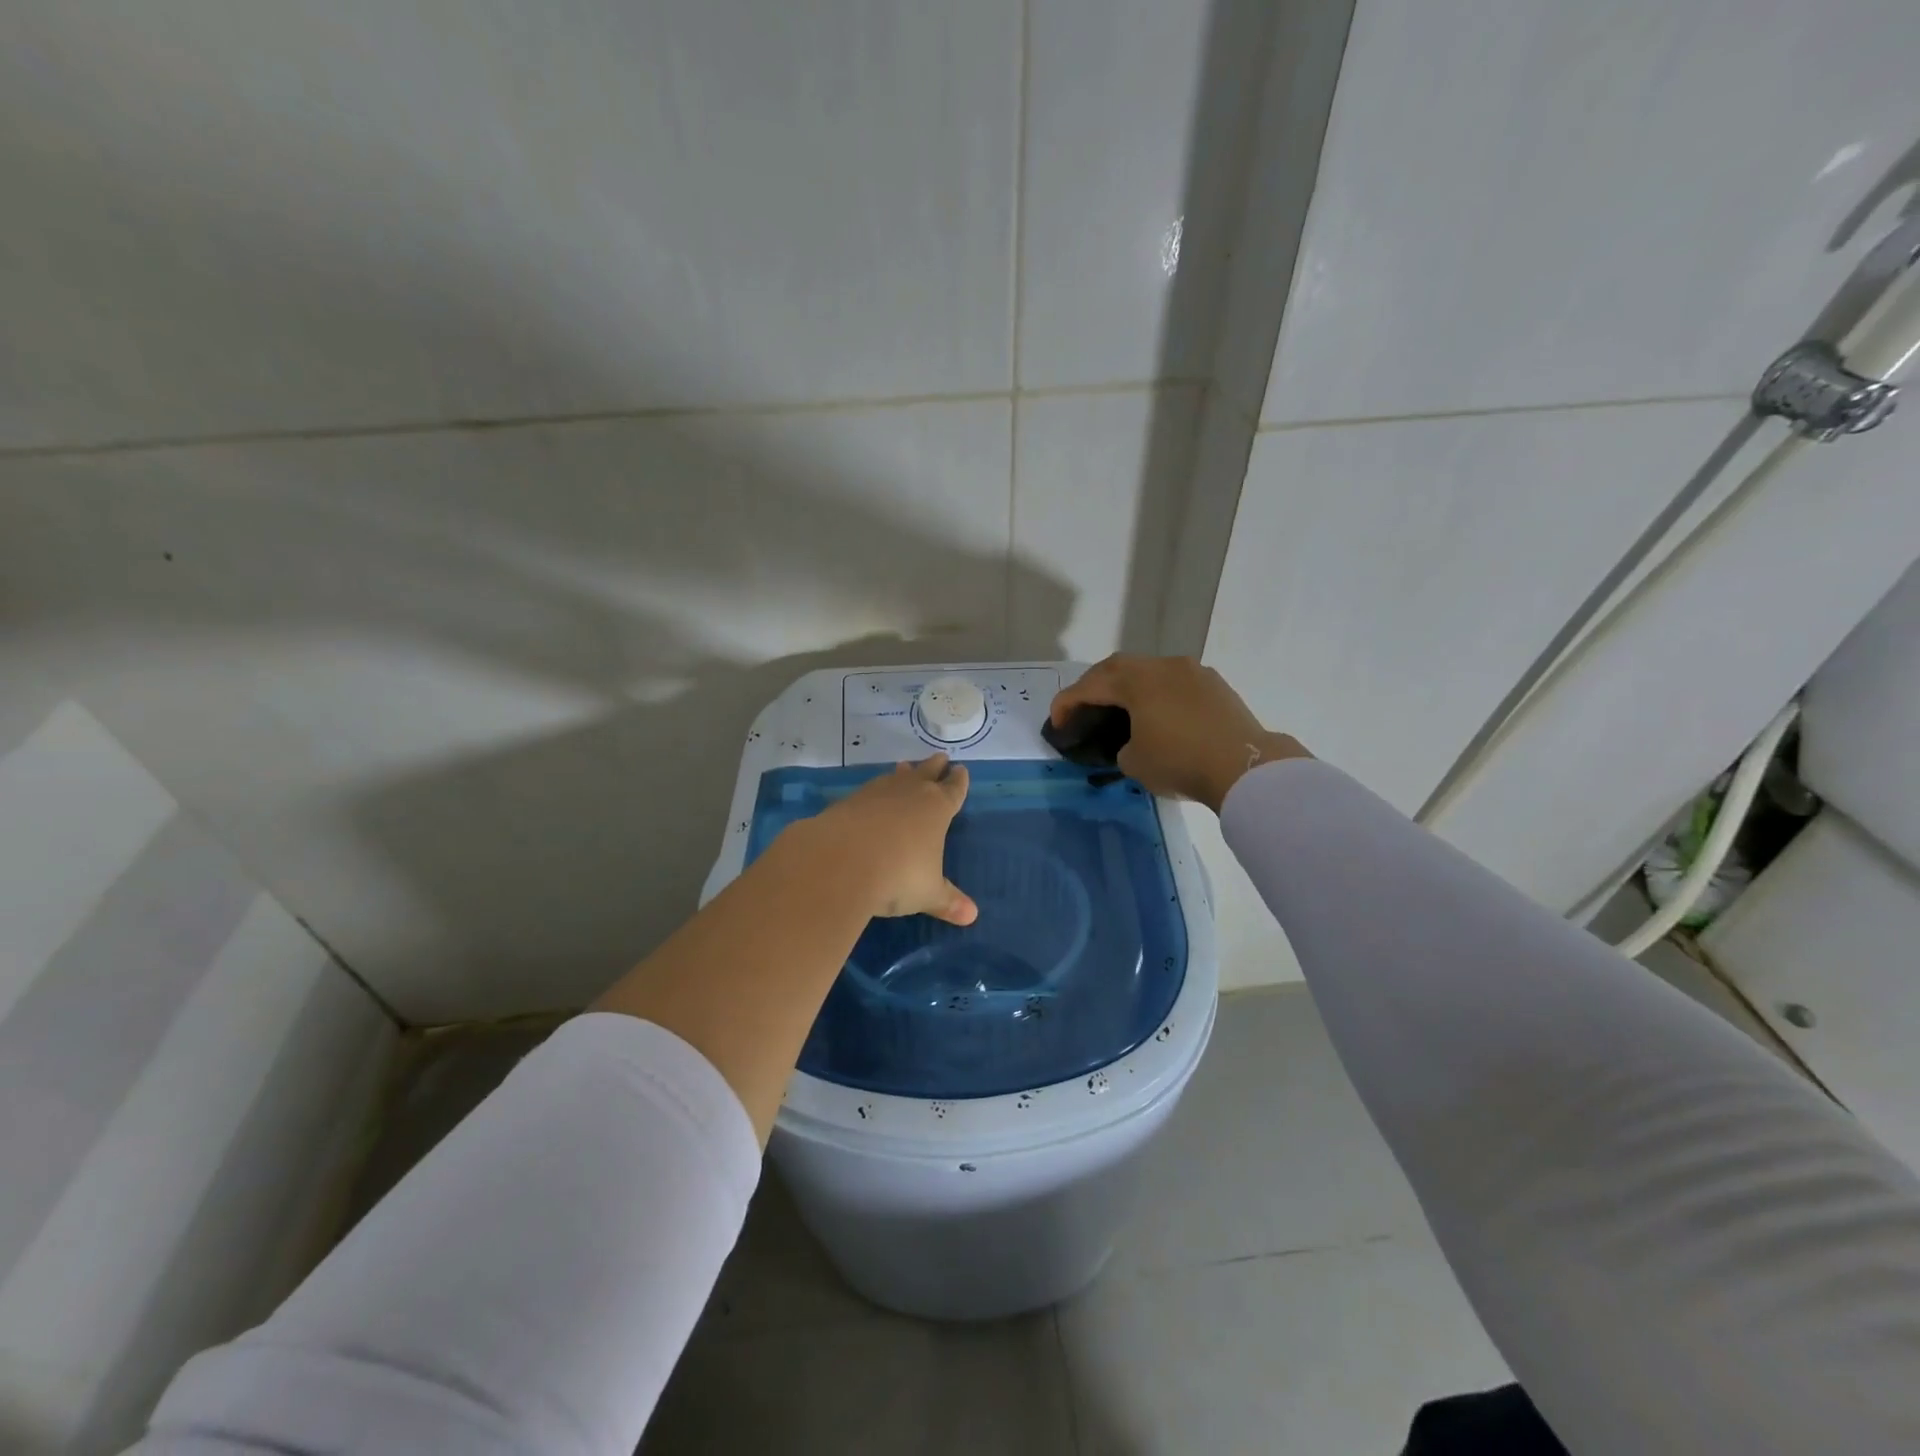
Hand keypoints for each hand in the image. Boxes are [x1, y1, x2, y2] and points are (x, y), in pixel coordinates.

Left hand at [802, 755, 977, 923]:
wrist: (840, 861)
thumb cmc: (898, 875)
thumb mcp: (927, 893)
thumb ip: (948, 901)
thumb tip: (971, 916)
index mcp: (937, 808)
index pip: (953, 790)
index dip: (959, 781)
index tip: (961, 770)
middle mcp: (909, 793)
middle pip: (926, 772)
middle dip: (934, 766)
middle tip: (940, 757)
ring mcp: (876, 794)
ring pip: (895, 777)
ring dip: (903, 773)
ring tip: (905, 766)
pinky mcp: (848, 801)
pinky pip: (869, 791)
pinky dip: (874, 792)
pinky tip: (871, 797)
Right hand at [1051, 655, 1309, 812]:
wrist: (1245, 767)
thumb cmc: (1180, 762)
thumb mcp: (1134, 762)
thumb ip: (1122, 746)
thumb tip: (1133, 742)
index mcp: (1136, 680)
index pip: (1089, 686)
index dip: (1066, 703)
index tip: (1056, 724)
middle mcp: (1162, 666)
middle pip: (1117, 667)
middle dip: (1094, 686)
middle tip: (1082, 709)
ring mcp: (1192, 671)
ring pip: (1148, 671)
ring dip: (1128, 686)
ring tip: (1119, 709)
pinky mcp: (1214, 685)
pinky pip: (1173, 682)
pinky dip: (1156, 694)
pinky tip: (1157, 714)